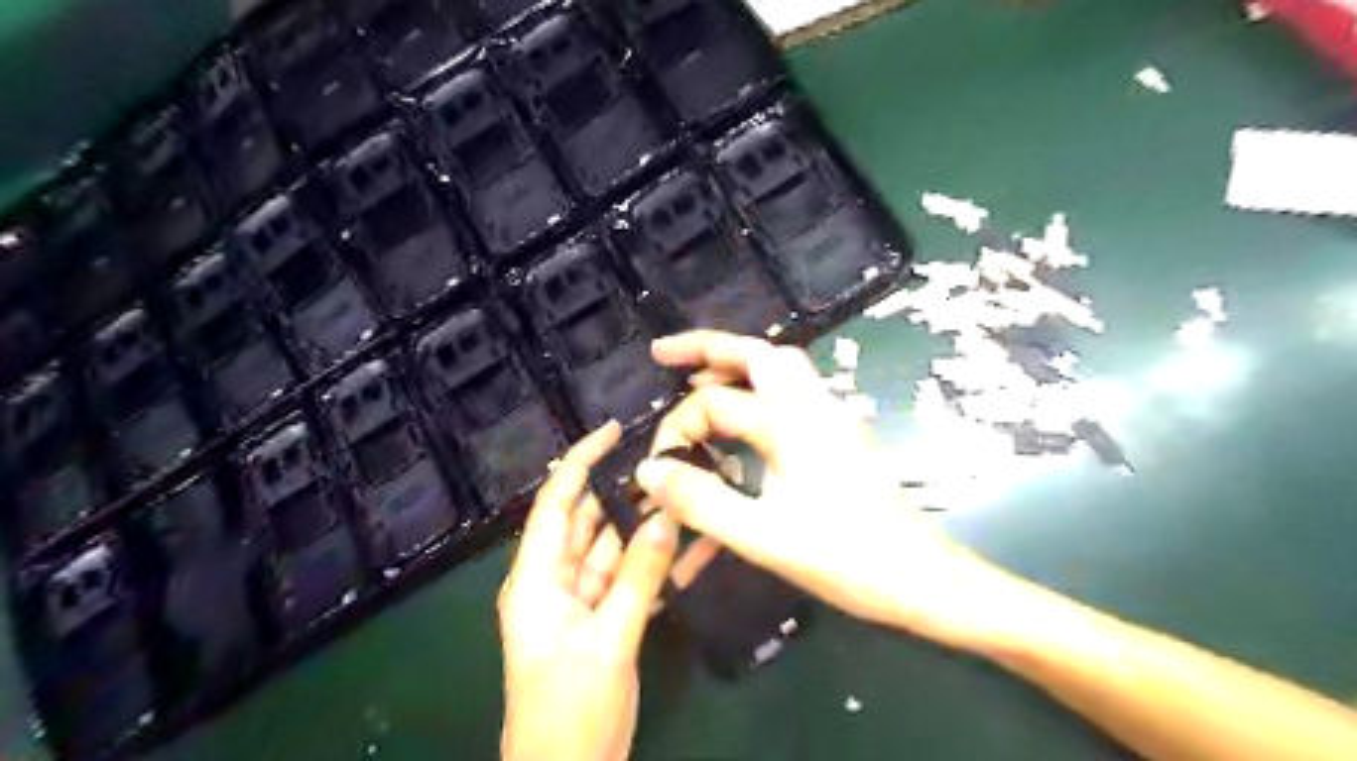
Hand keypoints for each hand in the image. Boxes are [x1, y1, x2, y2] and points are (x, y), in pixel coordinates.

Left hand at [497, 423, 679, 760]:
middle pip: (591, 520)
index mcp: (537, 579)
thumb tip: (666, 516)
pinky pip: (634, 580)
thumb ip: (638, 577)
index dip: (580, 461)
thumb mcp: (607, 641)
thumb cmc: (569, 710)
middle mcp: (556, 580)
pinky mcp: (607, 620)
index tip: (613, 429)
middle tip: (669, 458)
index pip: (556, 503)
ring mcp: (584, 601)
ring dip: (648, 524)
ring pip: (617, 548)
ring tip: (687, 490)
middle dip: (625, 489)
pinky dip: (661, 564)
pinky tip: (698, 545)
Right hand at [636, 331, 1006, 650]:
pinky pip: (791, 393)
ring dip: (734, 364)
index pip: (713, 404)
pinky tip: (741, 417)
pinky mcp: (839, 435)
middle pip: (755, 352)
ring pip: (777, 367)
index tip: (656, 473)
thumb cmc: (847, 559)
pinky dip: (758, 389)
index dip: (676, 431)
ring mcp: (830, 417)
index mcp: (790, 422)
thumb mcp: (763, 537)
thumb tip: (648, 472)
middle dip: (706, 347)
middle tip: (663, 354)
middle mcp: (812, 405)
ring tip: (695, 377)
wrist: (923, 578)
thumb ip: (701, 502)